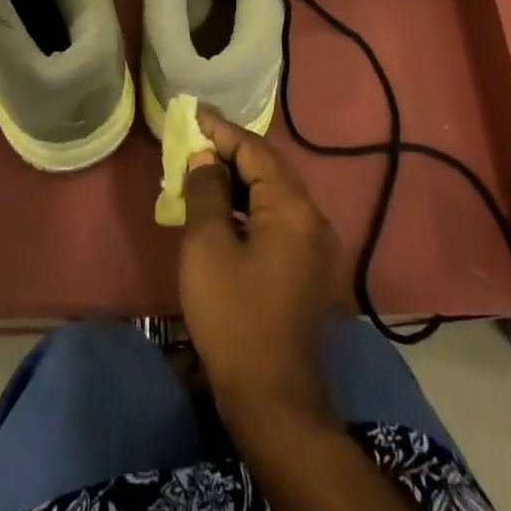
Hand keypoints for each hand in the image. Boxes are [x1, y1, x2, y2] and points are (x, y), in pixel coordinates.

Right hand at [179, 107, 341, 430]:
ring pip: (275, 193)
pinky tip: (225, 209)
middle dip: (232, 150)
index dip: (221, 129)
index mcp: (291, 207)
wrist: (273, 398)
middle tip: (196, 137)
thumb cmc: (233, 316)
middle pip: (270, 167)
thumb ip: (206, 192)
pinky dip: (251, 204)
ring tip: (204, 169)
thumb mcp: (207, 247)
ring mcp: (316, 245)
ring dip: (241, 178)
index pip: (254, 150)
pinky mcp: (309, 267)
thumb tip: (205, 158)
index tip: (193, 112)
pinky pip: (279, 217)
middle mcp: (313, 217)